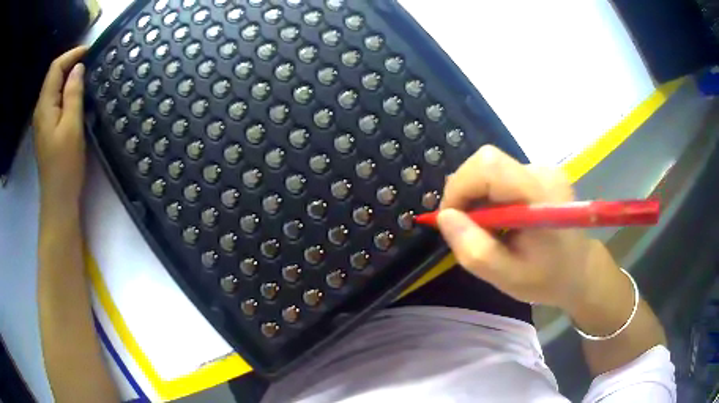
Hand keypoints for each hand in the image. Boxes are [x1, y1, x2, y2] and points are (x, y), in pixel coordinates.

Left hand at [33, 46, 87, 207]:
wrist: (58, 198)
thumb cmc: (65, 164)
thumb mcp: (72, 126)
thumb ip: (73, 94)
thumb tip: (77, 68)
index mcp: (44, 106)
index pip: (55, 68)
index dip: (71, 55)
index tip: (90, 51)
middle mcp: (40, 109)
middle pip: (53, 76)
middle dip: (71, 63)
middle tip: (91, 61)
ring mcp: (43, 120)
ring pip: (54, 87)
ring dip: (69, 76)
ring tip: (86, 74)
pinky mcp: (47, 129)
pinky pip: (55, 100)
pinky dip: (66, 91)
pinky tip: (76, 94)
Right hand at [437, 145, 603, 309]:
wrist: (580, 269)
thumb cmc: (548, 278)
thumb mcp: (507, 277)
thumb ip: (474, 250)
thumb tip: (445, 217)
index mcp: (540, 196)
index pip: (488, 166)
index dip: (460, 187)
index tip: (452, 219)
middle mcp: (542, 172)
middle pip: (486, 162)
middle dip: (465, 192)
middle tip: (467, 227)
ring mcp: (543, 169)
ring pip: (491, 168)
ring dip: (477, 196)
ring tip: (488, 229)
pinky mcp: (540, 172)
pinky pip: (501, 174)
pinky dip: (490, 195)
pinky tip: (500, 219)